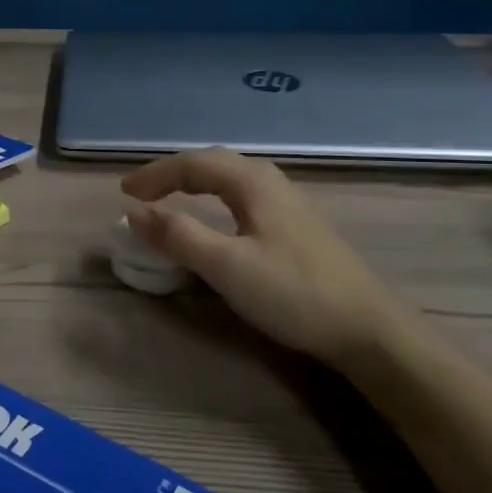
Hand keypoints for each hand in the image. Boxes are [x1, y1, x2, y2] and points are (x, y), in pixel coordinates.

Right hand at [121, 149, 402, 362]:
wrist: (368, 329)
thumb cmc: (293, 293)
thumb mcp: (227, 266)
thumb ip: (178, 235)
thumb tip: (133, 211)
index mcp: (252, 183)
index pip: (193, 164)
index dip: (155, 175)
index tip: (123, 194)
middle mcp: (270, 183)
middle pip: (213, 163)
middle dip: (173, 173)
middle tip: (142, 192)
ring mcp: (288, 203)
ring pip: (230, 178)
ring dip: (195, 182)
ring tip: (170, 198)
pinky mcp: (297, 226)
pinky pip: (243, 196)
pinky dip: (214, 197)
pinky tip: (217, 217)